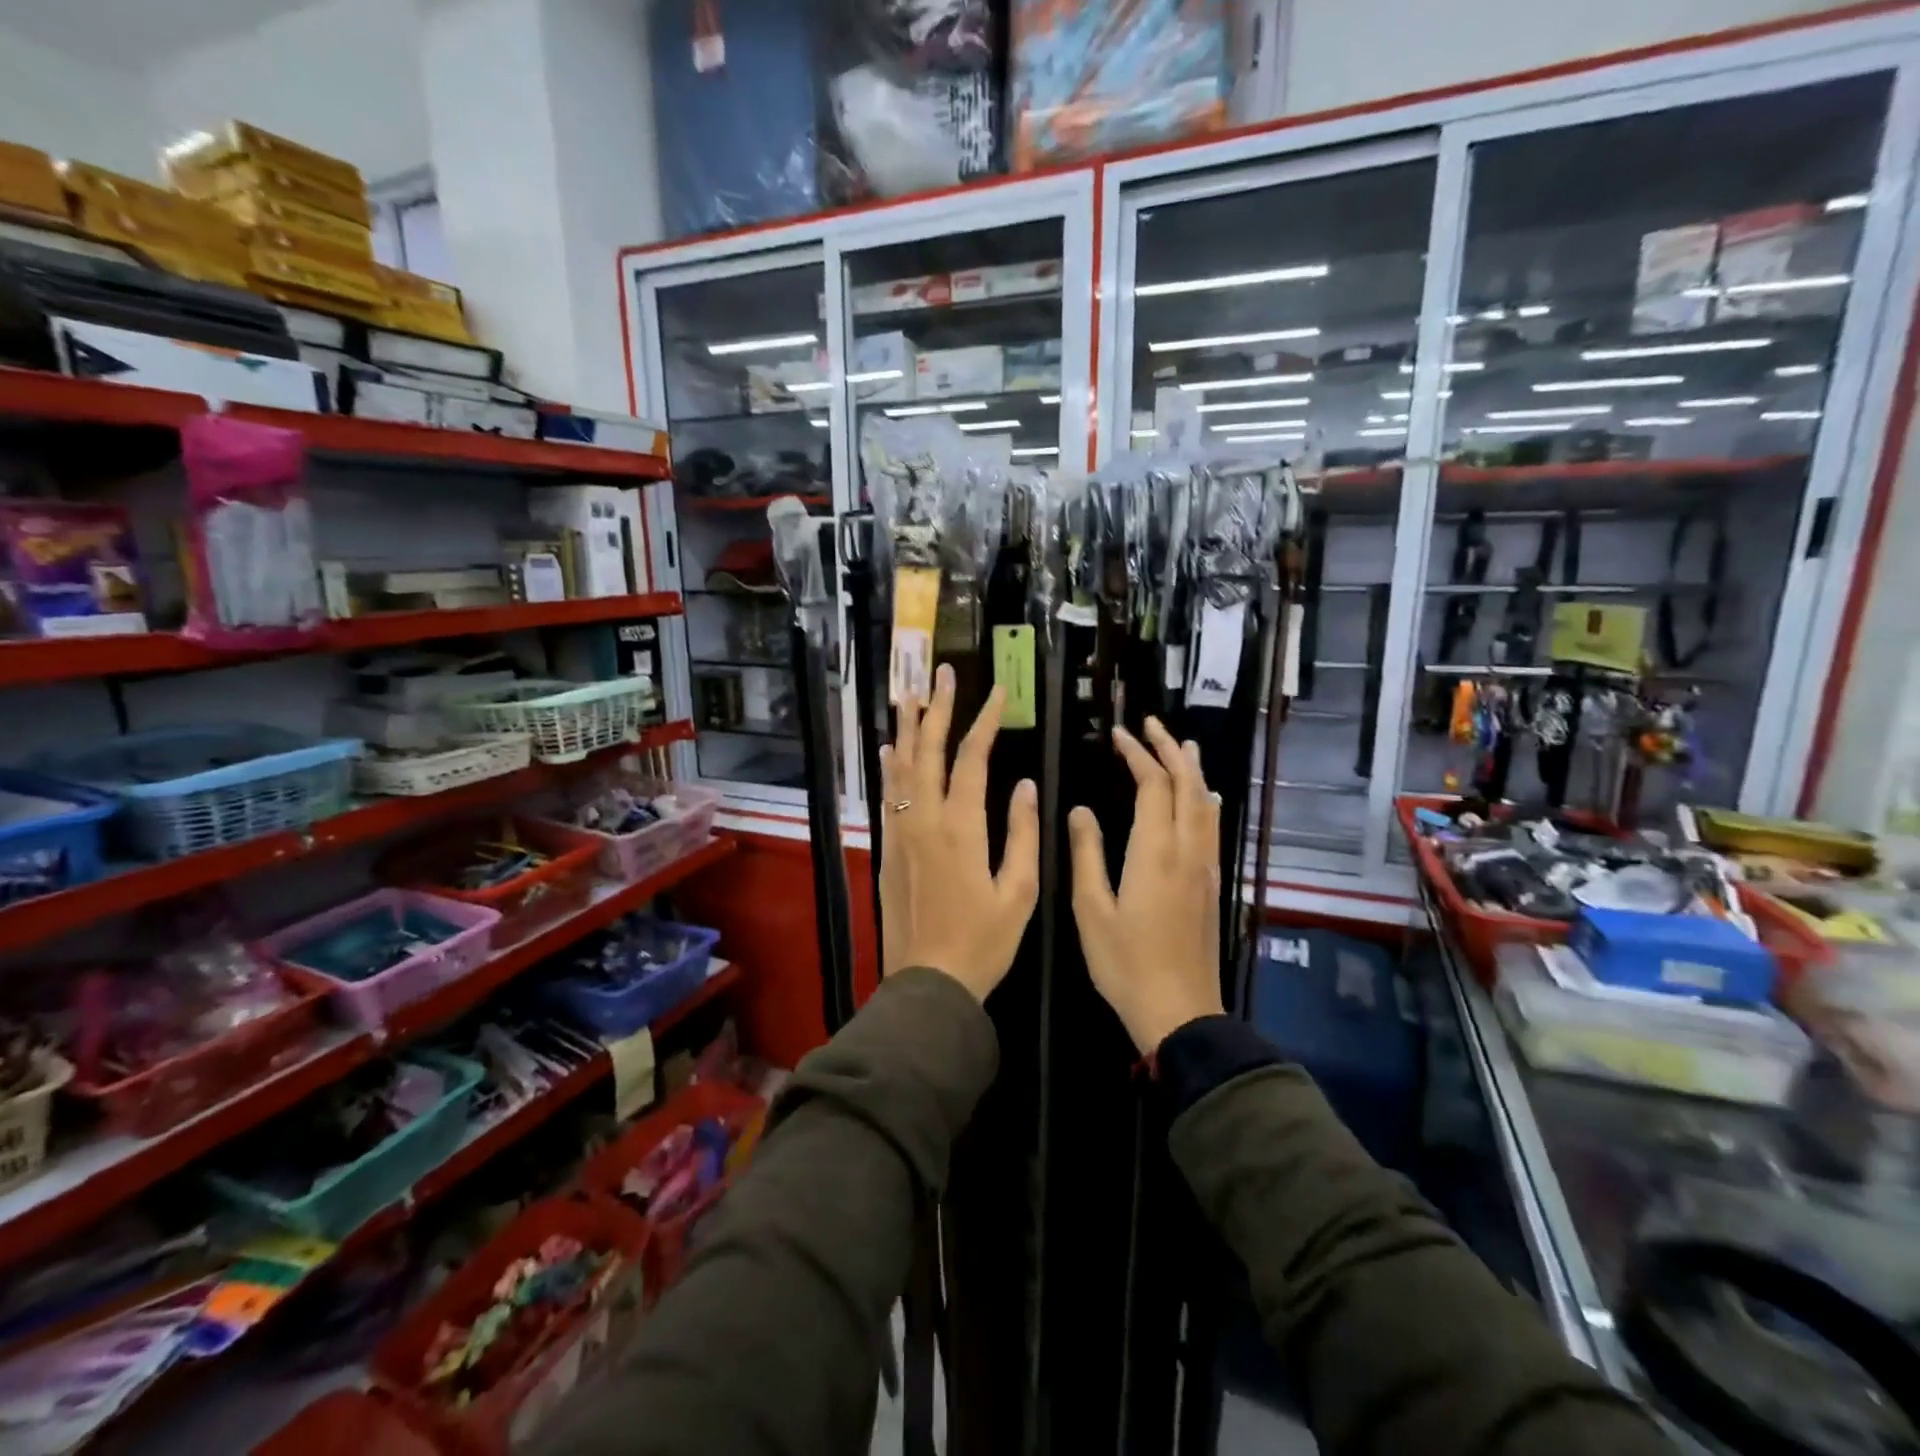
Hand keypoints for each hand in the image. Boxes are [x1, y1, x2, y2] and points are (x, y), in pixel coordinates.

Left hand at [879, 665, 1039, 1001]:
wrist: (928, 983)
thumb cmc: (983, 941)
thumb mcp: (1020, 893)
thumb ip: (1024, 834)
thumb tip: (1027, 786)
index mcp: (961, 827)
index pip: (973, 758)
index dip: (985, 720)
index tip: (998, 691)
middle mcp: (925, 820)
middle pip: (929, 751)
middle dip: (938, 708)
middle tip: (941, 672)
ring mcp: (901, 833)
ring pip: (901, 768)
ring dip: (908, 728)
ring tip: (910, 694)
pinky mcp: (888, 850)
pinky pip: (888, 797)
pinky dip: (890, 768)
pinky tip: (891, 750)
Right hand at [1069, 717, 1223, 1053]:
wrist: (1179, 1011)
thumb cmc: (1125, 963)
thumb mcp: (1091, 909)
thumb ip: (1087, 854)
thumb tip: (1080, 810)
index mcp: (1155, 852)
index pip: (1153, 786)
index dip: (1137, 755)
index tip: (1118, 734)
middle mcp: (1188, 851)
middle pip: (1187, 785)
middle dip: (1169, 749)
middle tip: (1151, 724)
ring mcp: (1205, 867)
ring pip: (1206, 804)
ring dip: (1192, 770)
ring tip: (1182, 745)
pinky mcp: (1212, 884)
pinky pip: (1212, 827)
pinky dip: (1204, 799)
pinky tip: (1204, 798)